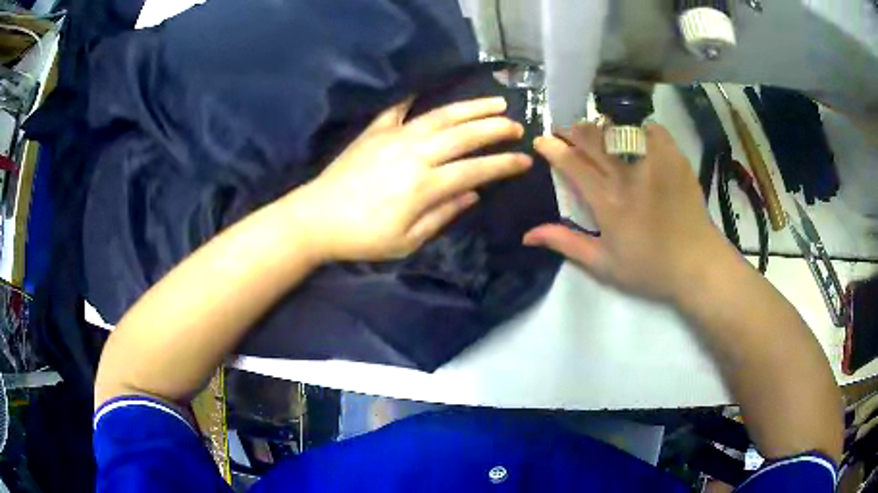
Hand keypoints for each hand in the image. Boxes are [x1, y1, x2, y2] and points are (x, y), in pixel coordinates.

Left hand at [289, 97, 532, 261]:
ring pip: (441, 116)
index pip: (476, 169)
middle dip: (496, 128)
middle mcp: (415, 154)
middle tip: (517, 125)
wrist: (316, 218)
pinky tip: (426, 88)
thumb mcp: (407, 241)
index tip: (524, 159)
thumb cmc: (363, 237)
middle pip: (464, 135)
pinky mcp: (375, 131)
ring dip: (471, 107)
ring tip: (495, 101)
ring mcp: (394, 137)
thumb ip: (443, 214)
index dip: (503, 164)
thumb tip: (473, 193)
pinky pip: (398, 108)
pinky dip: (414, 97)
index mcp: (425, 185)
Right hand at [523, 122, 725, 300]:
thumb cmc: (650, 268)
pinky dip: (639, 128)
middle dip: (572, 130)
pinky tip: (635, 134)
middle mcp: (627, 176)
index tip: (541, 141)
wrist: (696, 264)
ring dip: (600, 127)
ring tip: (595, 131)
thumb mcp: (604, 265)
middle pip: (592, 139)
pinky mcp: (674, 159)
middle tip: (564, 130)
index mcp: (607, 202)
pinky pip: (652, 130)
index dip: (552, 148)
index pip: (572, 164)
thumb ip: (567, 244)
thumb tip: (528, 234)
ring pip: (618, 131)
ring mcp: (653, 163)